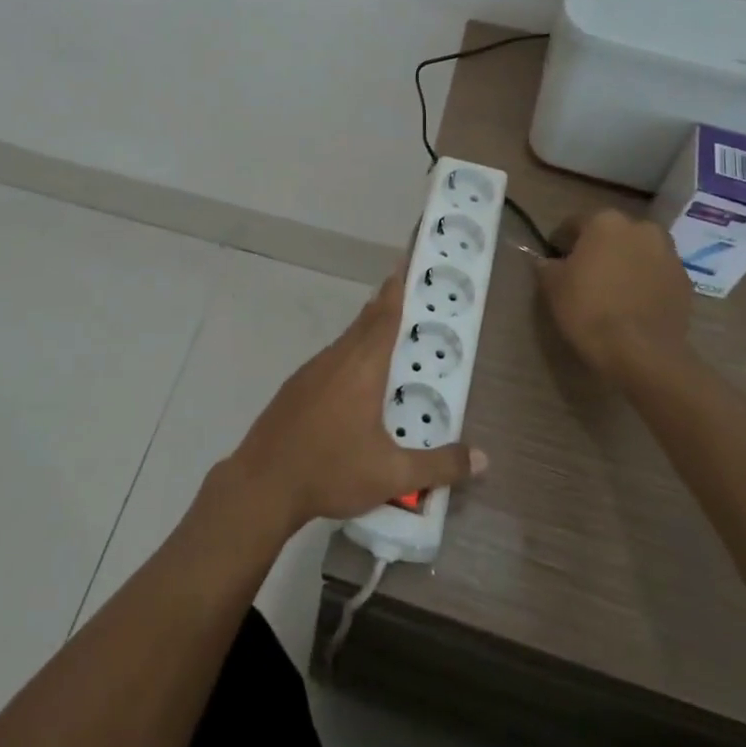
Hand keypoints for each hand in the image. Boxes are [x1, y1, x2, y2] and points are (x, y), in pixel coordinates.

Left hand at [225, 273, 483, 535]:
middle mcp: (336, 358)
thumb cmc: (330, 470)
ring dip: (369, 331)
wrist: (262, 484)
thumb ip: (440, 465)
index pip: (385, 316)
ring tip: (393, 337)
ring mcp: (311, 371)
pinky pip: (332, 359)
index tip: (407, 262)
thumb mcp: (392, 475)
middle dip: (388, 305)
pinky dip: (352, 355)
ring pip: (347, 340)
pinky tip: (358, 381)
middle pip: (366, 321)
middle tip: (411, 294)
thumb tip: (483, 458)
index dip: (398, 289)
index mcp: (362, 367)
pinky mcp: (296, 387)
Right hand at [536, 209, 693, 388]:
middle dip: (598, 248)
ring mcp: (668, 254)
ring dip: (625, 262)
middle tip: (585, 274)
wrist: (641, 352)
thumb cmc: (589, 309)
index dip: (561, 242)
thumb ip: (547, 265)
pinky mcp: (685, 281)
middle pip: (612, 234)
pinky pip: (657, 274)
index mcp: (605, 221)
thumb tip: (548, 261)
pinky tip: (633, 303)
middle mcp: (641, 228)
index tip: (554, 260)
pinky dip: (645, 281)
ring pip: (638, 252)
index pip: (575, 224)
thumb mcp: (552, 286)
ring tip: (612, 289)